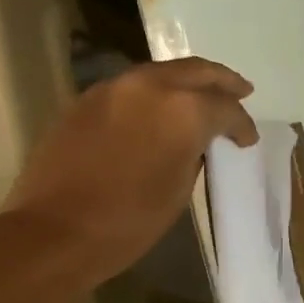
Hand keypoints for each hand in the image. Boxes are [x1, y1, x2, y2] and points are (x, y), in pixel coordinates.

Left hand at [3, 58, 257, 289]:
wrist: (55, 231)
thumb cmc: (129, 222)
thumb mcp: (178, 192)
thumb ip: (193, 154)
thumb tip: (193, 142)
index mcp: (183, 111)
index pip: (225, 108)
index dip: (241, 124)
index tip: (248, 139)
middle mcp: (150, 86)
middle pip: (196, 71)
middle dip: (222, 82)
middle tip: (241, 91)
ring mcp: (114, 88)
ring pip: (162, 74)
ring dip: (186, 83)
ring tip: (202, 99)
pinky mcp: (87, 100)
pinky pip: (132, 88)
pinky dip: (154, 94)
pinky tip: (158, 112)